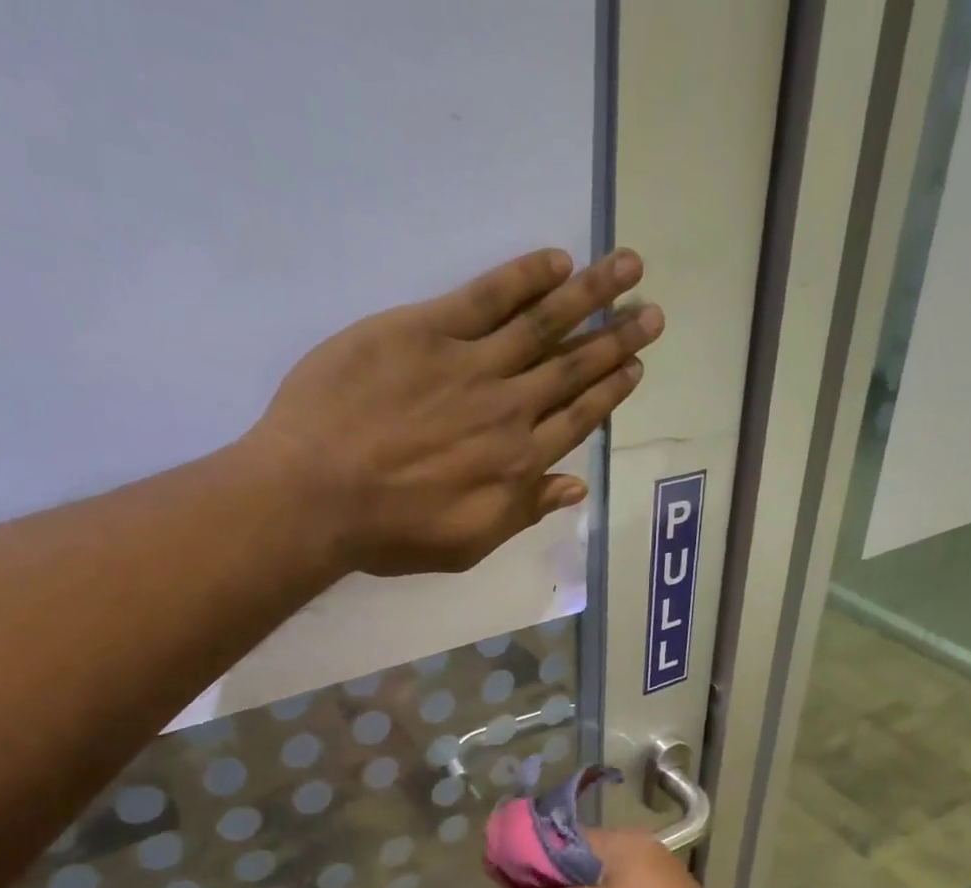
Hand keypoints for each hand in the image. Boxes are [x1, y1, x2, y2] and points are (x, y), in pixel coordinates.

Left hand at [246, 247, 662, 576]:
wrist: (318, 494)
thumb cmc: (392, 532)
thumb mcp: (469, 543)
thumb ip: (525, 510)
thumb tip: (578, 485)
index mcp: (518, 463)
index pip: (577, 418)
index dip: (610, 391)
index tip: (637, 367)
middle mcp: (508, 409)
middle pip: (572, 367)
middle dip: (616, 338)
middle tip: (652, 311)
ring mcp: (470, 365)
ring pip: (542, 324)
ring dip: (589, 295)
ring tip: (628, 266)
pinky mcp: (426, 329)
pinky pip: (486, 296)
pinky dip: (524, 277)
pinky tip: (557, 261)